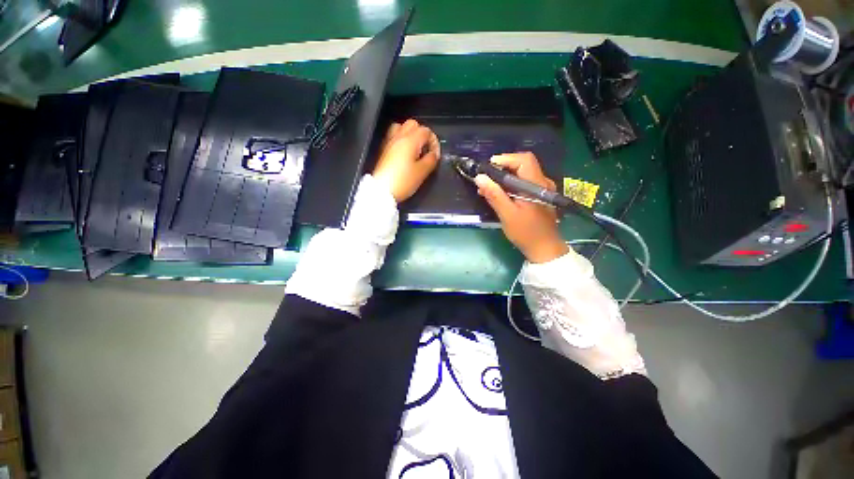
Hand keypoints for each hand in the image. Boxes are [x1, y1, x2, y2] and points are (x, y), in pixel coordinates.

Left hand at [372, 119, 440, 202]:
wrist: (383, 190)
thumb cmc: (403, 181)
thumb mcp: (422, 172)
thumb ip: (431, 160)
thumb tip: (434, 154)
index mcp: (410, 140)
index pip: (426, 131)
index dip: (434, 142)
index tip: (435, 155)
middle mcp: (399, 137)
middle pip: (413, 125)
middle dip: (422, 135)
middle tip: (426, 149)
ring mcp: (390, 142)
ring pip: (401, 128)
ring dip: (410, 135)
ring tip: (415, 149)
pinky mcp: (384, 150)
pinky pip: (394, 137)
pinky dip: (401, 141)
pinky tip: (405, 154)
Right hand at [474, 153, 568, 262]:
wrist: (544, 248)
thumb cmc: (526, 233)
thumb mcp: (507, 214)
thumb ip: (494, 195)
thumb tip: (480, 177)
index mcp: (536, 185)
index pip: (524, 160)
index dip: (506, 159)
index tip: (489, 167)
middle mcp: (542, 182)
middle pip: (523, 164)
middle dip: (502, 167)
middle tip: (486, 178)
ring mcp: (542, 189)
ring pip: (522, 174)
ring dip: (505, 177)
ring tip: (488, 187)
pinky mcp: (539, 195)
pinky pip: (523, 183)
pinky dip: (510, 184)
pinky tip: (499, 194)